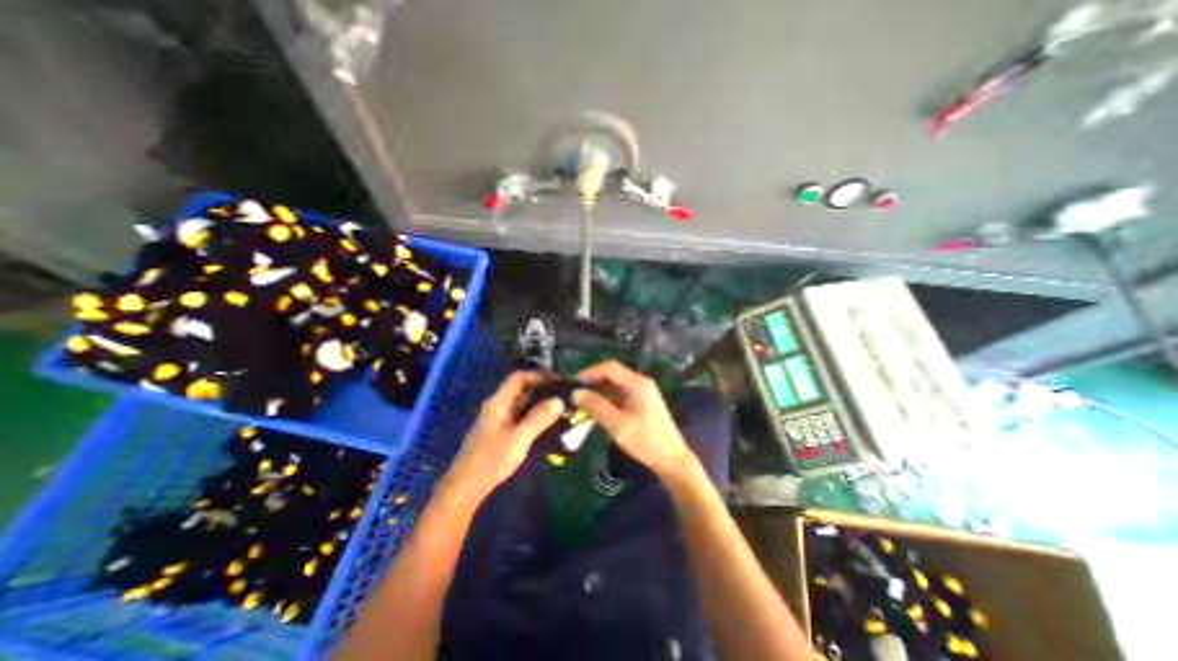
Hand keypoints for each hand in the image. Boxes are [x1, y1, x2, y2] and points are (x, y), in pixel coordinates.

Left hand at [446, 373, 566, 501]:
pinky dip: (534, 415)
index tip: (558, 382)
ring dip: (540, 403)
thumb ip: (539, 418)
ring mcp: (498, 419)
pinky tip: (547, 423)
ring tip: (561, 407)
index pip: (519, 377)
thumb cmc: (491, 460)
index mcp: (498, 402)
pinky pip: (520, 416)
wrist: (465, 488)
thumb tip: (559, 400)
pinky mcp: (501, 432)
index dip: (538, 376)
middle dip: (542, 389)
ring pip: (522, 404)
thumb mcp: (518, 439)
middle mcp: (498, 406)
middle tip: (564, 395)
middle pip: (521, 389)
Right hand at [568, 361, 691, 478]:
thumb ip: (596, 406)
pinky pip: (620, 395)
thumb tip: (575, 393)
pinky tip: (596, 410)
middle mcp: (640, 383)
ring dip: (598, 391)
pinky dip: (607, 400)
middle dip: (593, 382)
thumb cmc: (645, 441)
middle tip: (575, 393)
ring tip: (581, 403)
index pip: (609, 367)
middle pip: (612, 374)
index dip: (590, 372)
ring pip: (615, 385)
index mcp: (637, 383)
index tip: (573, 382)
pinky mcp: (641, 403)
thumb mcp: (617, 425)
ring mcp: (642, 392)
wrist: (672, 460)